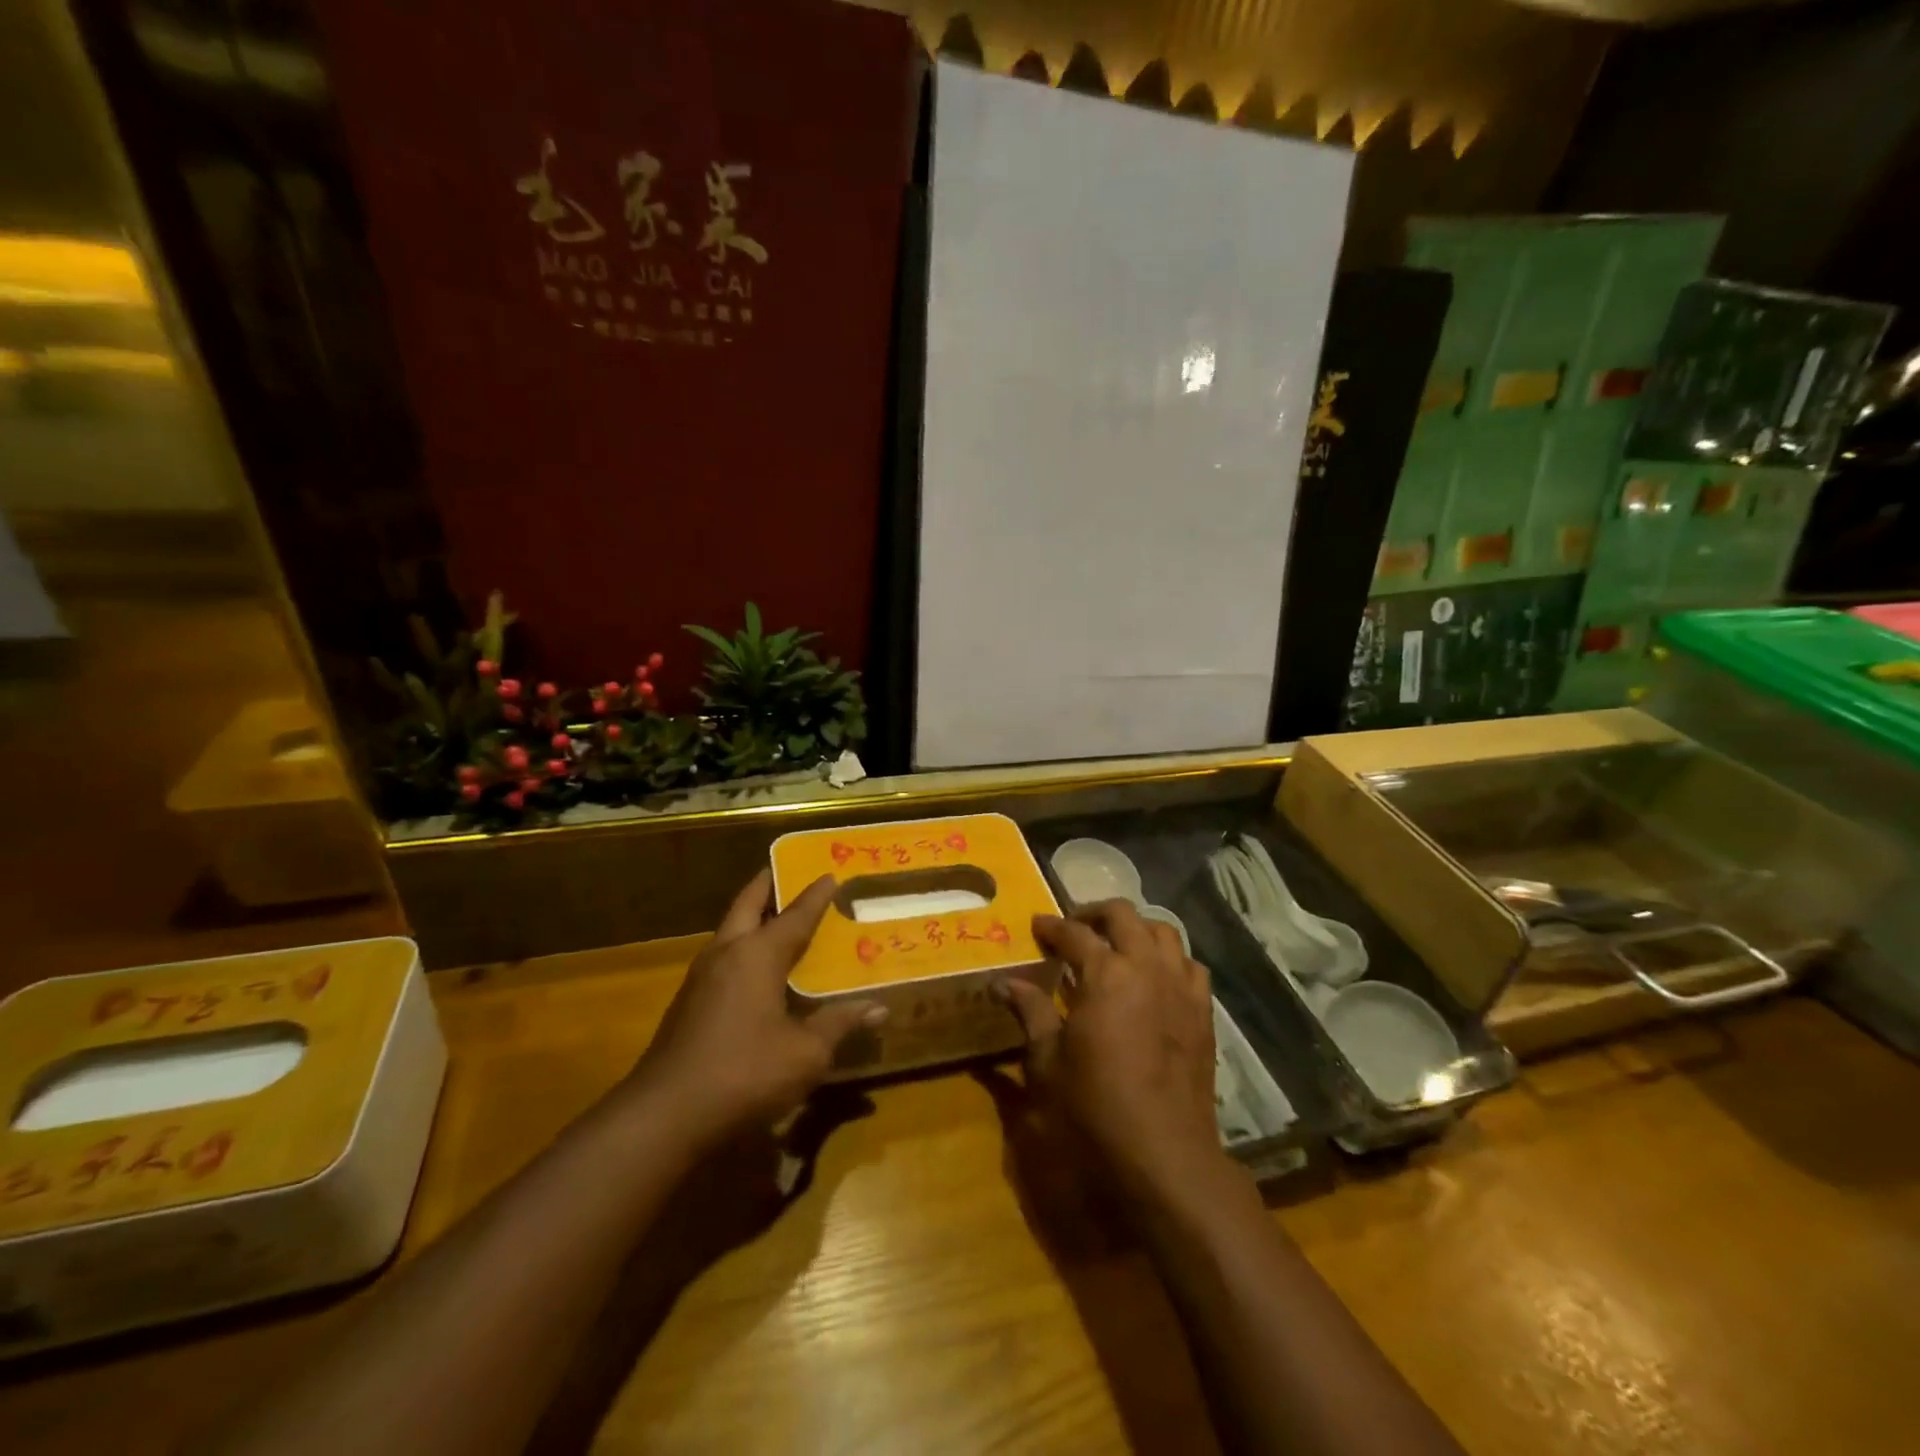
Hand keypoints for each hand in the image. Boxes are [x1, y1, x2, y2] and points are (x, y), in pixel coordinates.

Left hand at [623, 871, 883, 1150]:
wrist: (664, 1116)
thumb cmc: (744, 1073)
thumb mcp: (805, 1053)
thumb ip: (840, 1024)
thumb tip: (879, 1008)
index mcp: (757, 954)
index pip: (794, 915)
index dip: (815, 896)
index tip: (830, 874)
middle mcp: (726, 954)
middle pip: (746, 906)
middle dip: (767, 886)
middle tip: (786, 871)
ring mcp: (700, 979)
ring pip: (728, 931)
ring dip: (750, 917)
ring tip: (775, 917)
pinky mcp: (687, 1005)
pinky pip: (721, 959)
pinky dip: (742, 949)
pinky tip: (754, 971)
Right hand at [1000, 900, 1223, 1196]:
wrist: (1164, 1154)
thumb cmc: (1095, 1108)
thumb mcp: (1047, 1062)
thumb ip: (1030, 1012)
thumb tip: (1004, 983)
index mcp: (1105, 974)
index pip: (1074, 933)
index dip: (1051, 926)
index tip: (1036, 925)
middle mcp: (1146, 967)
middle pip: (1123, 916)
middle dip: (1094, 913)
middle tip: (1075, 928)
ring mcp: (1180, 987)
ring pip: (1163, 931)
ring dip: (1136, 929)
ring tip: (1117, 945)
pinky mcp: (1202, 1012)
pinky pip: (1190, 966)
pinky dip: (1170, 959)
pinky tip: (1156, 978)